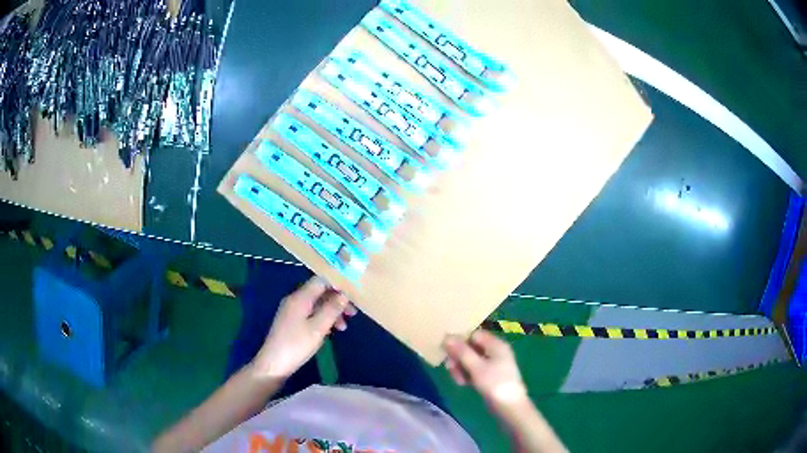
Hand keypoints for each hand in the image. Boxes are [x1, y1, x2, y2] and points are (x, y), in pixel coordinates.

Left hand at [252, 277, 355, 379]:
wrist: (274, 363)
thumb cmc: (297, 344)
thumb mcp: (318, 328)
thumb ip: (332, 309)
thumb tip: (344, 295)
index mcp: (300, 298)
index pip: (320, 280)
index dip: (337, 284)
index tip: (352, 295)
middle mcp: (295, 300)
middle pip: (319, 292)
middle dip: (336, 300)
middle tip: (352, 313)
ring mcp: (291, 311)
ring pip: (316, 304)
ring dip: (331, 312)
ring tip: (343, 327)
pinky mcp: (291, 321)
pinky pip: (310, 313)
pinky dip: (322, 319)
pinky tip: (330, 331)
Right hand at [444, 330, 527, 408]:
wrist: (510, 406)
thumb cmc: (495, 384)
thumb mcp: (476, 367)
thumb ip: (461, 352)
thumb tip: (447, 337)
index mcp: (496, 344)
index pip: (474, 334)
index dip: (460, 340)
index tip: (447, 351)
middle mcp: (495, 351)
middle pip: (471, 347)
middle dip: (459, 357)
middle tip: (450, 368)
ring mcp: (493, 364)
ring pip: (471, 359)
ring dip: (461, 367)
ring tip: (458, 380)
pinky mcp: (490, 376)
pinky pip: (475, 369)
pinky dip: (467, 374)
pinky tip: (463, 383)